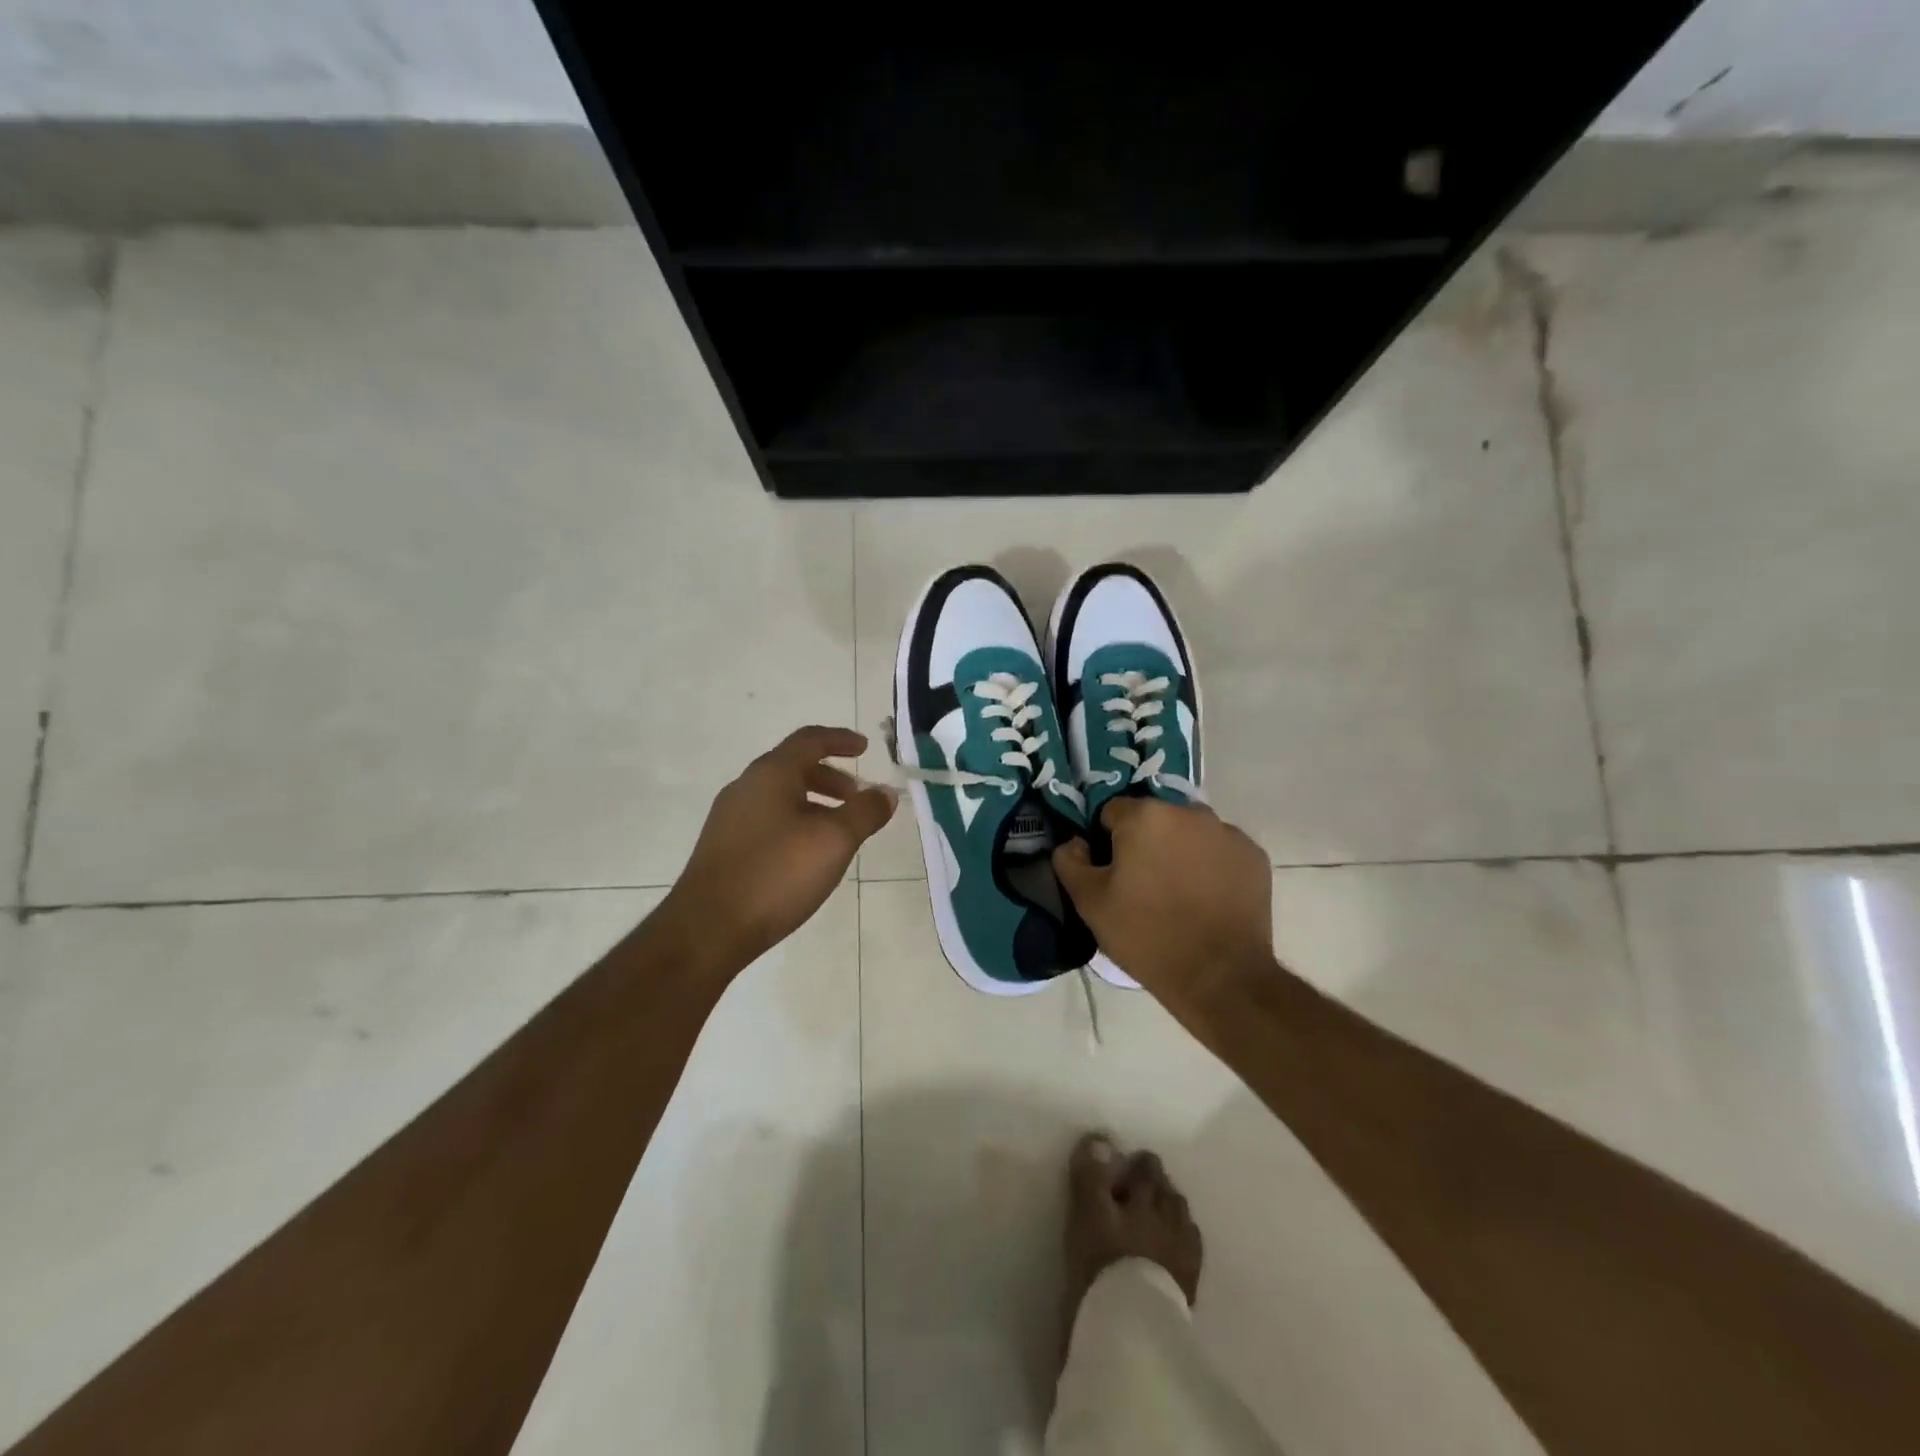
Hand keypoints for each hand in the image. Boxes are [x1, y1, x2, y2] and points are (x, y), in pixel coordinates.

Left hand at [657, 726, 896, 973]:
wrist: (708, 928)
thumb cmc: (777, 873)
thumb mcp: (834, 841)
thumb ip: (865, 812)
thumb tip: (885, 793)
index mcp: (771, 774)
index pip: (809, 740)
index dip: (840, 739)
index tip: (865, 748)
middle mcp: (746, 787)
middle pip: (793, 767)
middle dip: (830, 777)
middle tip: (856, 797)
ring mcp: (730, 818)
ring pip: (779, 796)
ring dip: (813, 803)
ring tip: (837, 831)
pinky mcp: (723, 847)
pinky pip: (766, 819)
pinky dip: (795, 822)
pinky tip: (806, 856)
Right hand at [1052, 798, 1271, 1003]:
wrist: (1219, 976)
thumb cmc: (1147, 935)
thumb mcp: (1090, 903)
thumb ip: (1070, 861)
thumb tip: (1073, 842)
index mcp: (1145, 816)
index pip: (1112, 812)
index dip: (1106, 841)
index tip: (1110, 873)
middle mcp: (1189, 811)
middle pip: (1154, 819)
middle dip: (1145, 842)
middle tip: (1142, 884)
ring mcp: (1227, 832)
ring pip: (1189, 832)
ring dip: (1179, 850)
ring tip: (1177, 893)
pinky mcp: (1254, 856)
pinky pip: (1220, 850)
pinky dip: (1211, 865)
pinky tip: (1207, 899)